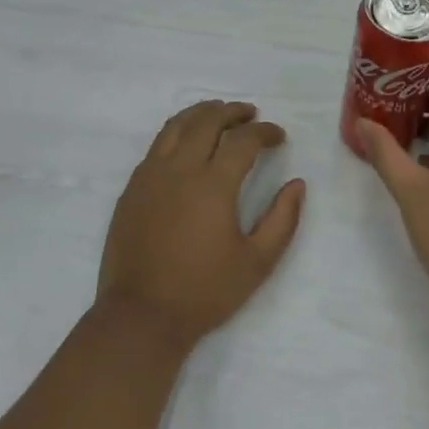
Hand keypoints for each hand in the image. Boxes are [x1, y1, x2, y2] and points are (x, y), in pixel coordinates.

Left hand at [98, 101, 306, 352]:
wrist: (141, 316)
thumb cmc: (204, 292)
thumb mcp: (257, 262)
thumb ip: (283, 219)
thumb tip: (297, 184)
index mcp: (213, 184)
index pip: (243, 140)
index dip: (264, 132)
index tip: (278, 136)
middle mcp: (180, 169)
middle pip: (206, 121)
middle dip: (232, 112)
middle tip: (250, 114)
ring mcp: (150, 176)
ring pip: (175, 126)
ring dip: (200, 113)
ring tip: (217, 113)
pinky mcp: (131, 188)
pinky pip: (156, 146)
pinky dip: (176, 132)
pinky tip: (185, 143)